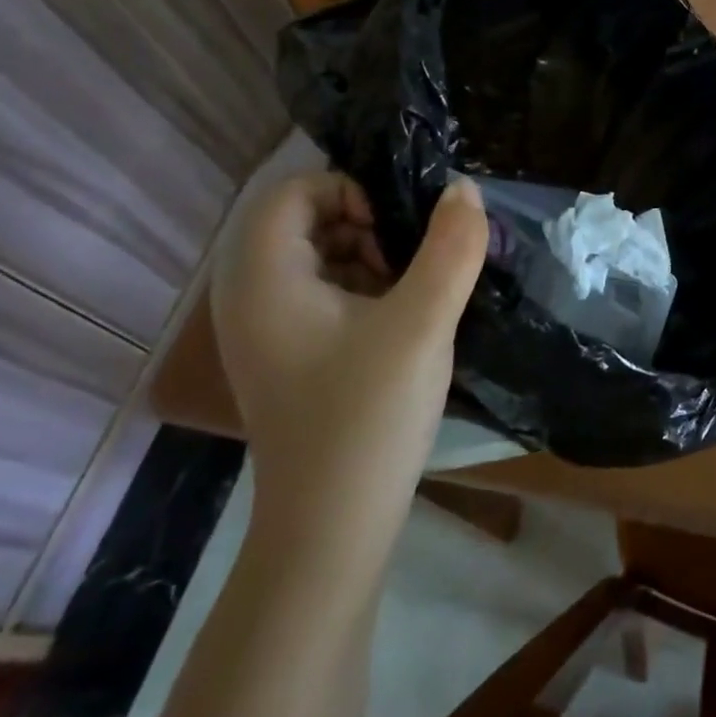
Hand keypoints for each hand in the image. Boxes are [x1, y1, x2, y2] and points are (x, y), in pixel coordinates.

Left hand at [211, 172, 487, 536]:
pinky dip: (361, 288)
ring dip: (368, 256)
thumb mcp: (422, 323)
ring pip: (317, 256)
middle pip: (303, 220)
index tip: (397, 231)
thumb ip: (451, 248)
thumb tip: (464, 188)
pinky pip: (321, 292)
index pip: (293, 191)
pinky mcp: (288, 354)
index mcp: (264, 280)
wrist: (332, 528)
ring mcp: (266, 330)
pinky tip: (399, 322)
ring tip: (411, 293)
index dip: (350, 192)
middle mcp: (251, 297)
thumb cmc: (369, 416)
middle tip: (410, 262)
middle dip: (365, 224)